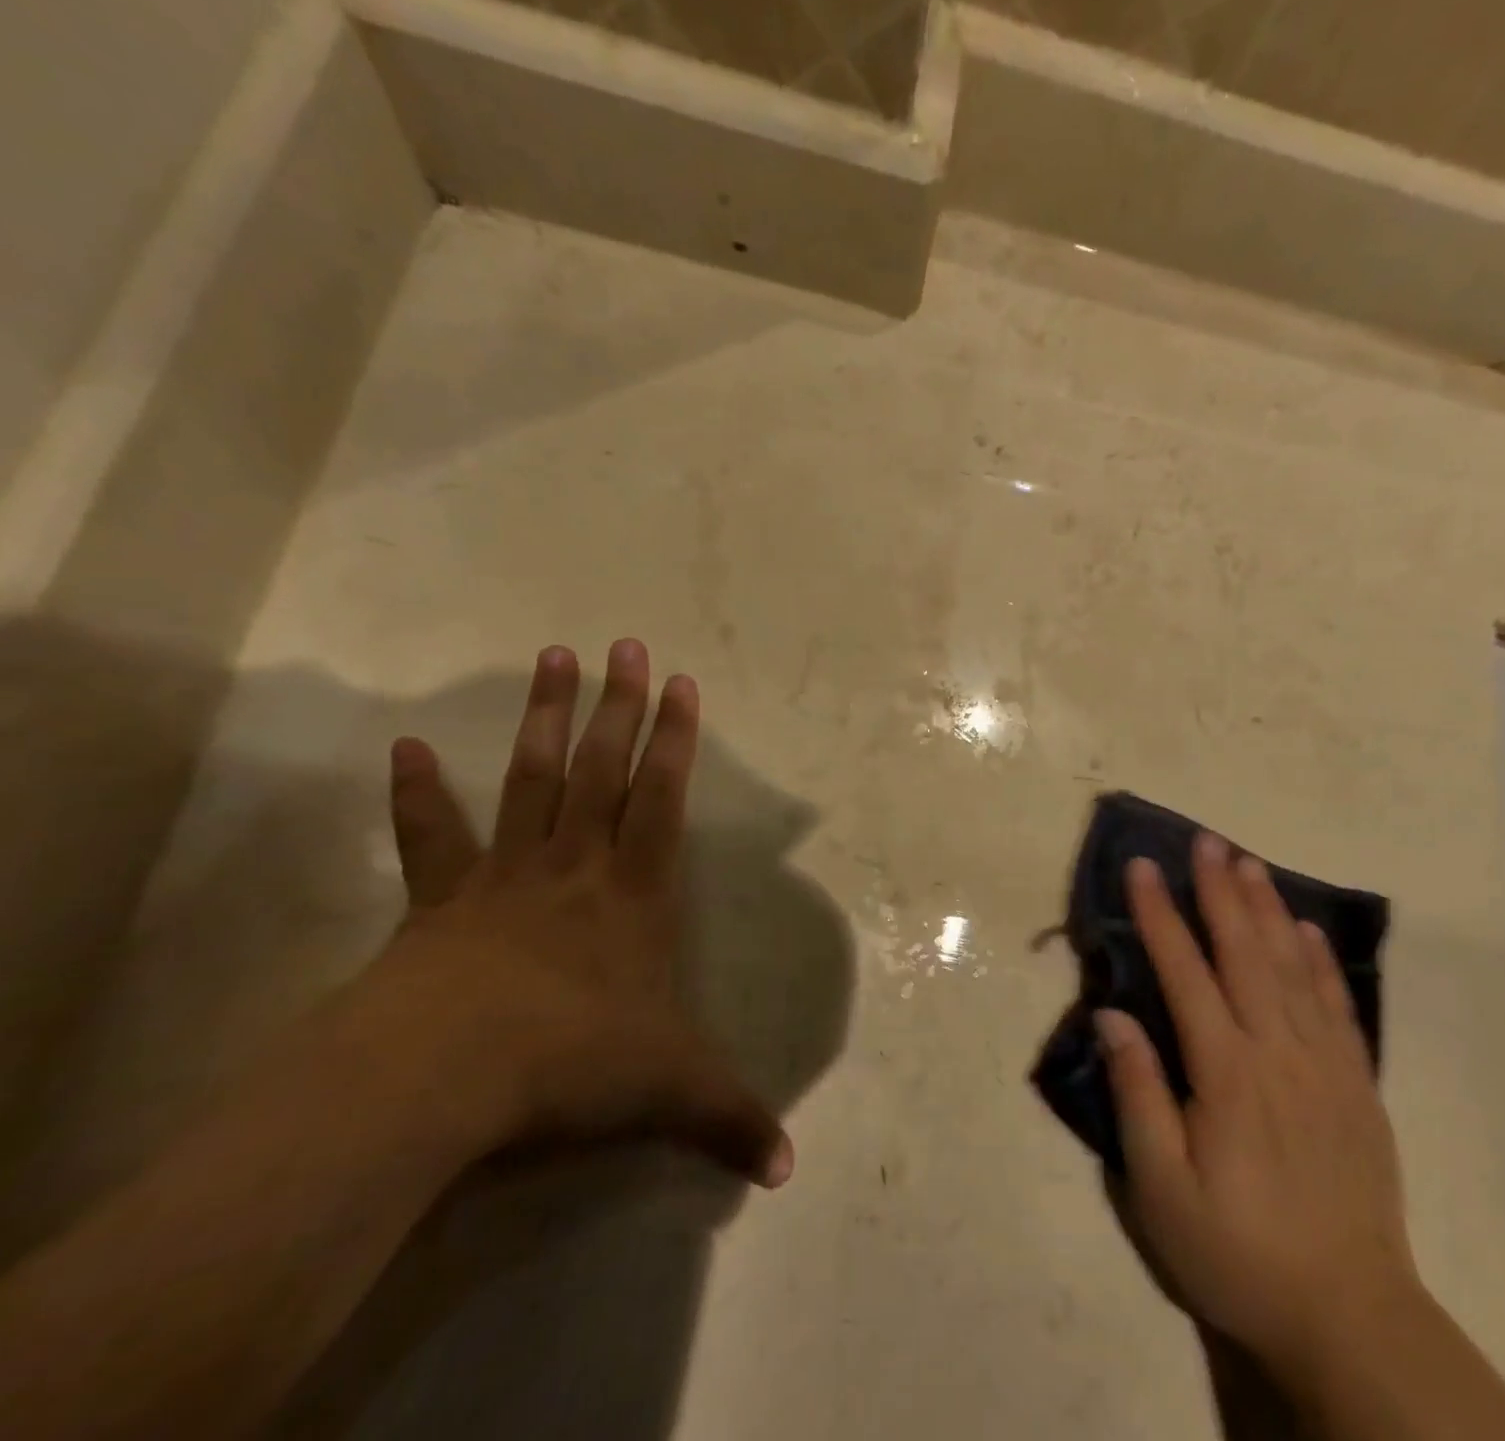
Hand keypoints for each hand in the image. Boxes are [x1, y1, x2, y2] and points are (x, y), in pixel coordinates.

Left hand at [355, 639, 791, 1186]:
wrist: (445, 1079)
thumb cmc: (574, 1062)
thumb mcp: (671, 1092)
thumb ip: (730, 1122)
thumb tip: (790, 1173)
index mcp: (634, 892)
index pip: (664, 799)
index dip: (677, 740)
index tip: (683, 683)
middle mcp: (576, 866)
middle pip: (602, 769)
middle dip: (620, 705)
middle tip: (624, 644)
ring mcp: (505, 876)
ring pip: (532, 779)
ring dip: (543, 718)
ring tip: (550, 656)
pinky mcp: (441, 902)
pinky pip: (431, 838)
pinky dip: (416, 795)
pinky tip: (402, 748)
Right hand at [1097, 833, 1414, 1372]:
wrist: (1349, 1316)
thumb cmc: (1237, 1253)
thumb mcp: (1162, 1190)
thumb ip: (1138, 1095)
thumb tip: (1111, 1014)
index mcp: (1226, 1072)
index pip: (1185, 972)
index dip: (1160, 915)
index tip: (1142, 868)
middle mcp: (1277, 1051)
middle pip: (1245, 952)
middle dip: (1220, 891)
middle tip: (1206, 841)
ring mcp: (1325, 1064)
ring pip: (1293, 967)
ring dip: (1268, 909)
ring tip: (1250, 864)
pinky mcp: (1357, 1085)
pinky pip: (1338, 1006)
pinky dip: (1321, 961)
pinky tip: (1308, 931)